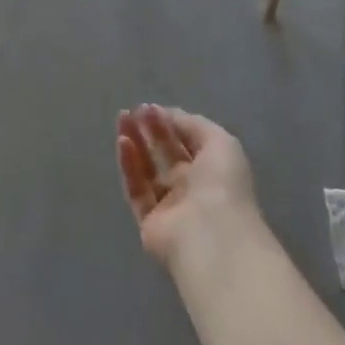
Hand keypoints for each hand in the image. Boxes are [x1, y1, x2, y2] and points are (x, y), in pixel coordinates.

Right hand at [116, 105, 260, 268]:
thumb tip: (166, 115)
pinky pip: (136, 189)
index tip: (149, 107)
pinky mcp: (149, 221)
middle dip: (149, 130)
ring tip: (122, 120)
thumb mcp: (220, 142)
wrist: (212, 236)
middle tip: (132, 111)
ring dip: (135, 143)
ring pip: (147, 170)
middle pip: (164, 154)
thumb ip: (193, 125)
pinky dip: (129, 165)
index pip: (186, 142)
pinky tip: (122, 142)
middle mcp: (191, 188)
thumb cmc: (222, 185)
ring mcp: (170, 206)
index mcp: (212, 171)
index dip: (169, 123)